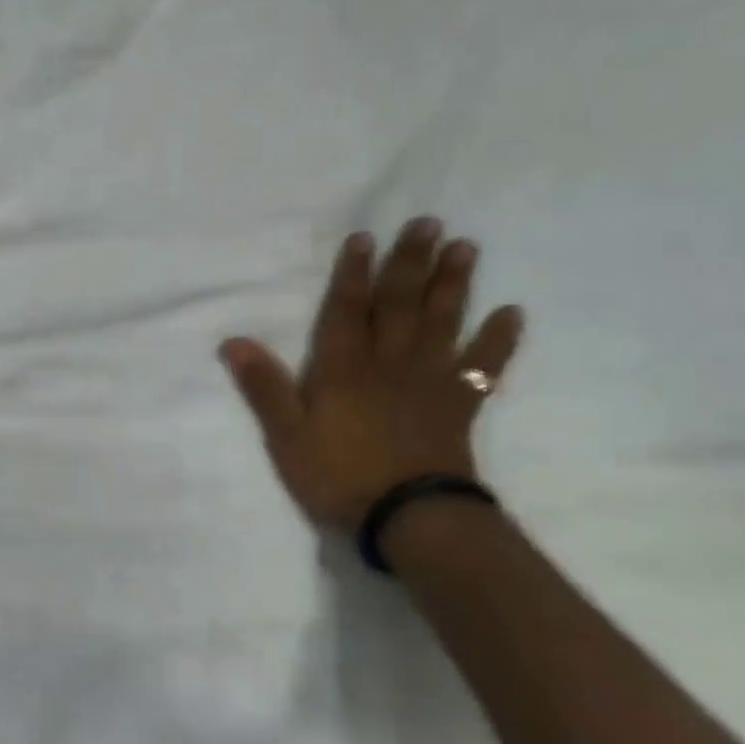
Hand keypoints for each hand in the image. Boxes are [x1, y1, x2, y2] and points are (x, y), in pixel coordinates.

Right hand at [219, 217, 523, 539]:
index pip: (347, 310)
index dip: (353, 273)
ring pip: (441, 323)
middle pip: (400, 305)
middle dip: (410, 263)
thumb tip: (232, 341)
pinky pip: (482, 367)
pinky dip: (498, 341)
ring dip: (452, 285)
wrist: (411, 520)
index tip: (364, 237)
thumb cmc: (339, 476)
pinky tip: (512, 313)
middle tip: (429, 224)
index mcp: (344, 368)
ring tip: (465, 248)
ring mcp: (428, 382)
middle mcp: (388, 363)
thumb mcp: (286, 436)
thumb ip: (263, 387)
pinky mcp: (458, 406)